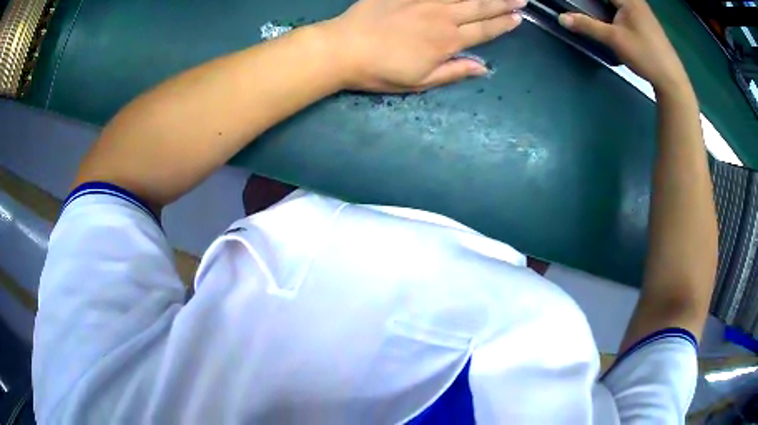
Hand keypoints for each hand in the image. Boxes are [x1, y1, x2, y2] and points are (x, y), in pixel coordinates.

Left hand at [322, 0, 525, 91]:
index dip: (503, 24)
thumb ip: (454, 72)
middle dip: (502, 3)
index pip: (484, 31)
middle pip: (479, 7)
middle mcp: (442, 17)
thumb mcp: (420, 81)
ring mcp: (423, 0)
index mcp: (448, 42)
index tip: (518, 18)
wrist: (342, 49)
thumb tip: (484, 68)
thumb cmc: (380, 71)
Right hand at [558, 0, 688, 90]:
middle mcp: (635, 1)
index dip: (588, 0)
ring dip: (603, 6)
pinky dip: (612, 9)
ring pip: (618, 3)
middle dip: (594, 3)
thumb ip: (588, 26)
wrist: (671, 79)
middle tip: (582, 7)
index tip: (574, 3)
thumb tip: (562, 18)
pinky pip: (623, 8)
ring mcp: (642, 11)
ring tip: (590, 11)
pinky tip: (607, 18)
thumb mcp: (614, 39)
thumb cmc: (645, 55)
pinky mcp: (645, 22)